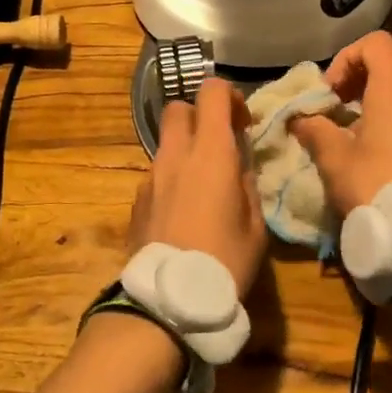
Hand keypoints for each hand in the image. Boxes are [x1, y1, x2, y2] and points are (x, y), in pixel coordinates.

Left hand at [128, 76, 266, 293]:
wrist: (169, 300)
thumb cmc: (225, 260)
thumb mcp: (255, 224)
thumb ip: (246, 183)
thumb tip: (238, 164)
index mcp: (210, 153)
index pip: (212, 92)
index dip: (231, 97)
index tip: (243, 122)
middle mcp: (175, 156)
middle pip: (178, 108)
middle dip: (199, 116)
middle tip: (219, 144)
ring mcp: (150, 177)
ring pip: (165, 143)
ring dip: (185, 150)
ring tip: (204, 186)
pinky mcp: (136, 201)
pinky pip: (156, 174)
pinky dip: (171, 178)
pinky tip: (184, 212)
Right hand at [291, 31, 391, 213]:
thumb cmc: (376, 183)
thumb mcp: (334, 158)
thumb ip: (314, 129)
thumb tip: (299, 119)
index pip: (374, 42)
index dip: (347, 58)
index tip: (331, 91)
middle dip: (363, 77)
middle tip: (340, 106)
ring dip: (381, 96)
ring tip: (359, 128)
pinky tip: (382, 146)